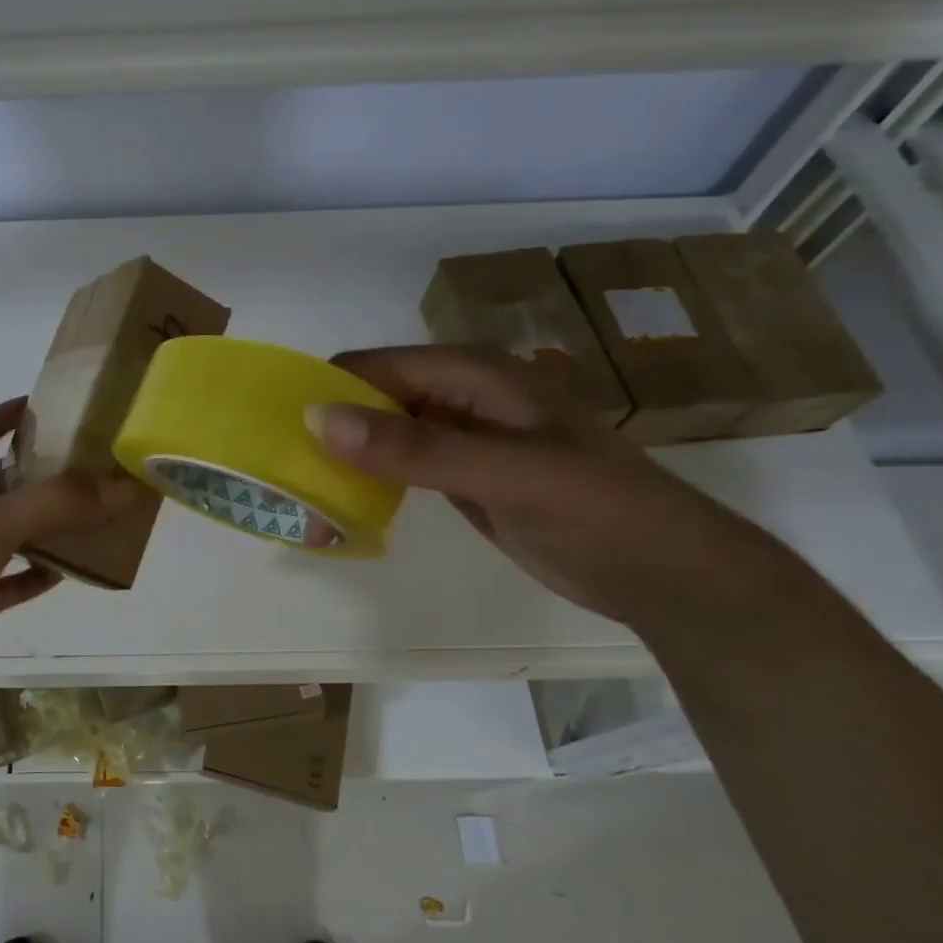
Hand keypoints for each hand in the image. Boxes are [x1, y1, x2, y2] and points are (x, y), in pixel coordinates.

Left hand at [0, 398, 139, 712]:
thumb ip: (58, 503)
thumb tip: (124, 487)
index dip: (8, 414)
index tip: (52, 405)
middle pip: (0, 481)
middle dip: (42, 472)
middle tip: (94, 464)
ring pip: (11, 530)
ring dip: (48, 523)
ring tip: (98, 511)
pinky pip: (13, 576)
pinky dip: (39, 571)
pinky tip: (74, 568)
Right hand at [311, 346, 799, 634]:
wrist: (667, 574)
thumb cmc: (597, 510)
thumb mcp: (504, 472)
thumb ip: (413, 447)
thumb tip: (317, 418)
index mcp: (472, 373)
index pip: (374, 368)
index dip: (324, 392)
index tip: (274, 433)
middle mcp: (459, 396)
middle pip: (371, 399)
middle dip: (326, 430)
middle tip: (281, 476)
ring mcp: (459, 437)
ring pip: (379, 434)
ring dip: (341, 460)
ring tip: (300, 497)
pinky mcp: (459, 475)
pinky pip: (397, 467)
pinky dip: (366, 483)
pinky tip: (339, 507)